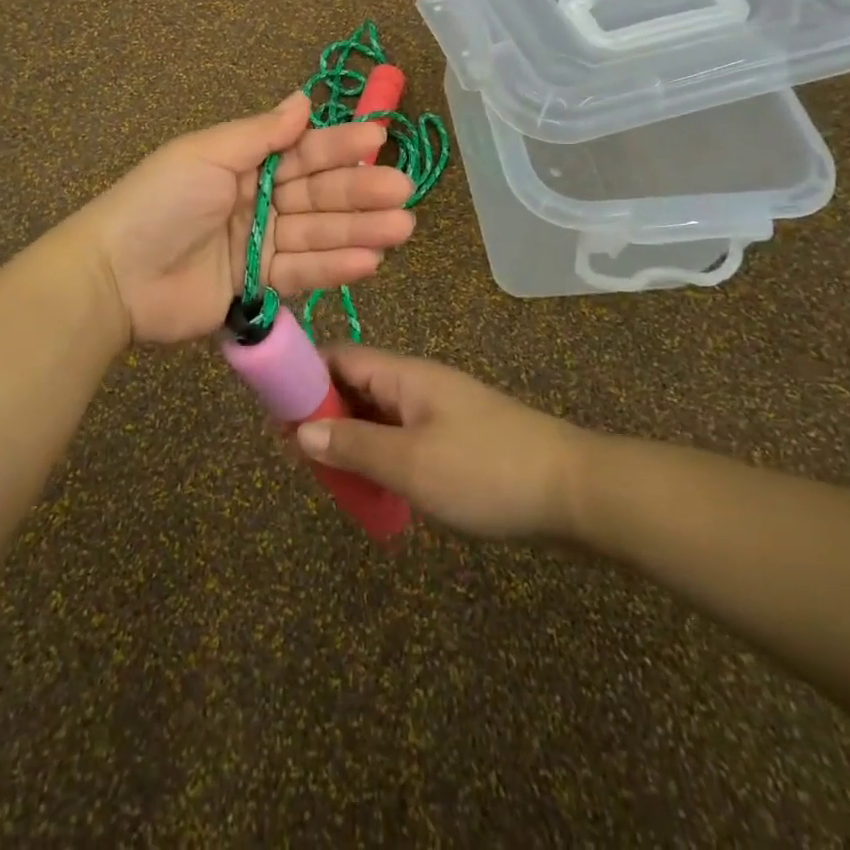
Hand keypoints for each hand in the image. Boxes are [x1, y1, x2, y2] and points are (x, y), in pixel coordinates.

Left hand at [72, 93, 415, 345]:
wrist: (115, 276)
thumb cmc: (160, 202)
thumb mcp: (206, 154)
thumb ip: (260, 133)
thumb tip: (304, 99)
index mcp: (244, 163)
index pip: (302, 152)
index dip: (339, 146)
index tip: (378, 140)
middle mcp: (258, 200)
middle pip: (317, 194)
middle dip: (360, 191)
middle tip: (403, 192)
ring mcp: (259, 245)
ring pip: (318, 234)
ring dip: (360, 230)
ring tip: (401, 228)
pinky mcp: (259, 287)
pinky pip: (303, 273)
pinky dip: (335, 267)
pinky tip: (369, 260)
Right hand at [295, 345, 585, 539]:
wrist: (576, 493)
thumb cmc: (487, 471)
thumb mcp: (411, 463)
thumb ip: (353, 445)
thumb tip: (301, 430)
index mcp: (404, 374)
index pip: (338, 358)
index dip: (302, 378)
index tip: (272, 412)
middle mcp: (418, 384)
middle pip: (355, 385)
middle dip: (321, 414)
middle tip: (293, 455)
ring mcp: (439, 412)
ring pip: (377, 415)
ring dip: (349, 439)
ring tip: (324, 475)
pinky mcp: (456, 440)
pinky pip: (401, 438)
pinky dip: (378, 455)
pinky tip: (370, 485)